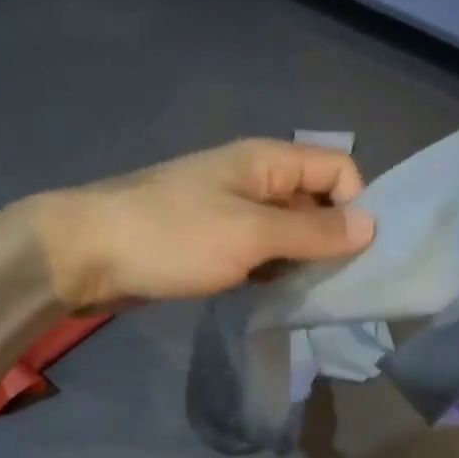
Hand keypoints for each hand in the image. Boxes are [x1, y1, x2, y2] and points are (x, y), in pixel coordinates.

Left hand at [31, 140, 375, 309]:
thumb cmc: (173, 236)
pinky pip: (257, 251)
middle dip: (330, 238)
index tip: (353, 253)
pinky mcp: (209, 241)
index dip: (355, 204)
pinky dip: (270, 271)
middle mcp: (253, 179)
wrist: (85, 253)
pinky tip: (270, 297)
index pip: (337, 167)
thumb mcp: (252, 235)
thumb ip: (314, 232)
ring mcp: (229, 210)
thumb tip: (372, 225)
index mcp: (267, 161)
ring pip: (286, 231)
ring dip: (300, 260)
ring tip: (304, 295)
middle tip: (335, 285)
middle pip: (314, 200)